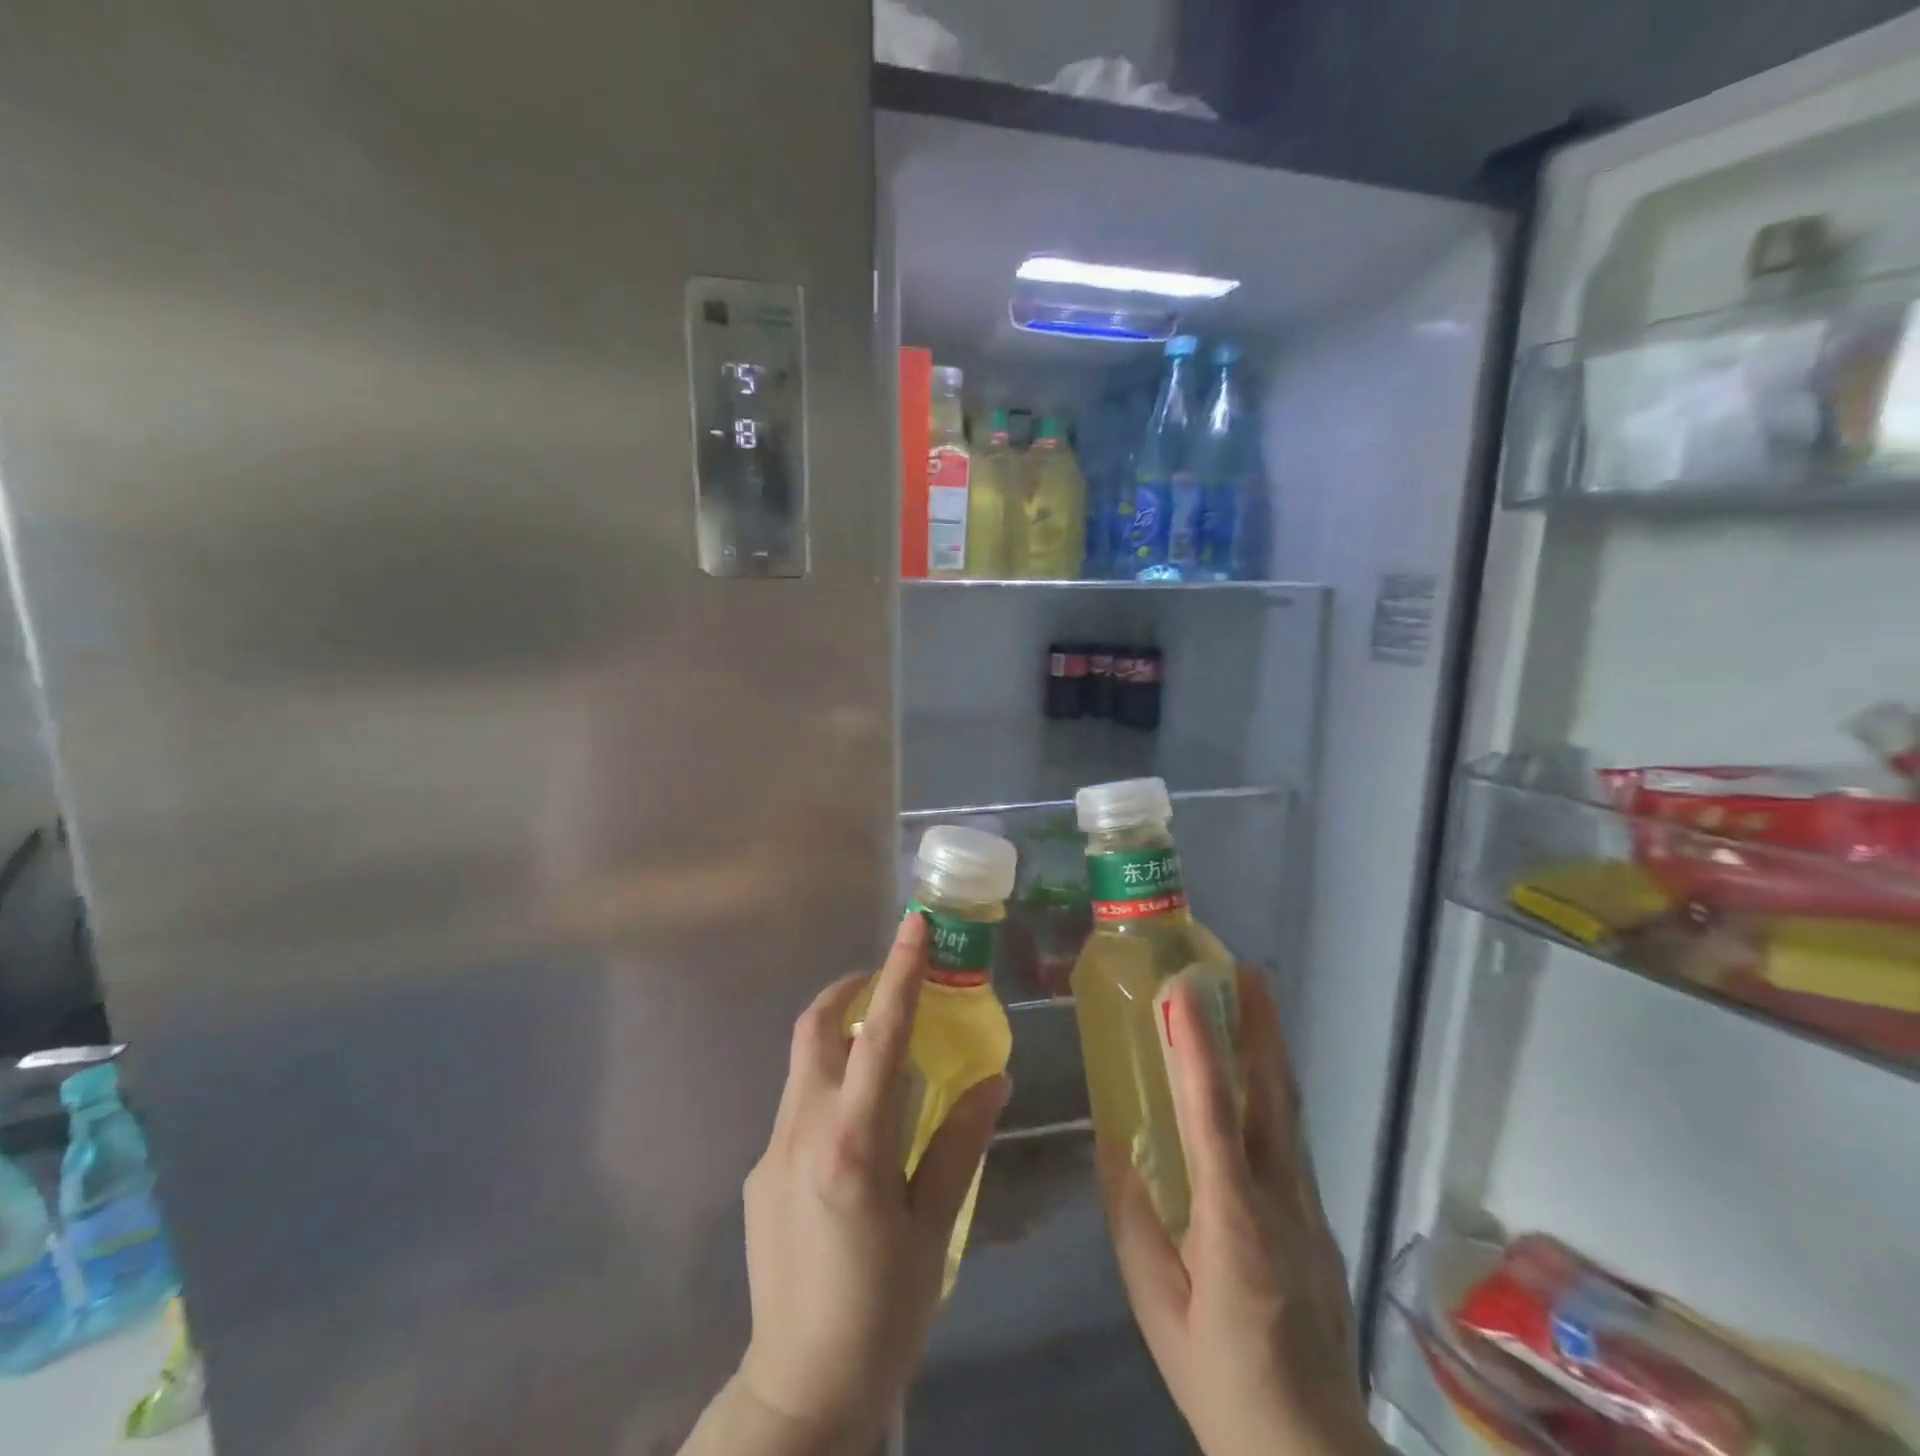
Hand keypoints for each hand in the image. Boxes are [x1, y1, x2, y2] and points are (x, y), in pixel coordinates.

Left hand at [728, 912, 1010, 1449]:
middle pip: (817, 1029)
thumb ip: (960, 1142)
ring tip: (884, 1057)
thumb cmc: (883, 1310)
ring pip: (804, 1064)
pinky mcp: (758, 1172)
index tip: (914, 926)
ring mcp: (771, 1150)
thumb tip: (995, 1080)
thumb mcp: (934, 1227)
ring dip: (841, 1039)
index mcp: (852, 1143)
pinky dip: (828, 1089)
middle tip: (889, 985)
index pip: (882, 1036)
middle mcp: (802, 1131)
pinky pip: (797, 1106)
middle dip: (851, 990)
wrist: (799, 1388)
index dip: (901, 974)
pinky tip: (857, 1134)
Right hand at [1099, 967, 1378, 1455]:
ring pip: (1289, 1113)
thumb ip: (1133, 1221)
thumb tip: (1113, 1144)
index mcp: (1233, 1226)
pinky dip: (1273, 1091)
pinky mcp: (1319, 1221)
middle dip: (1260, 1028)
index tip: (1184, 992)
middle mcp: (1281, 1203)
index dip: (1198, 1050)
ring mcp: (1309, 1210)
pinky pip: (1291, 1139)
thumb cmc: (1221, 1383)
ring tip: (1255, 1001)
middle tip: (1246, 971)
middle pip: (1272, 1098)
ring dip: (1271, 1050)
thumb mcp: (1156, 1309)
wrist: (1314, 1455)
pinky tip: (1256, 1077)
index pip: (1213, 1118)